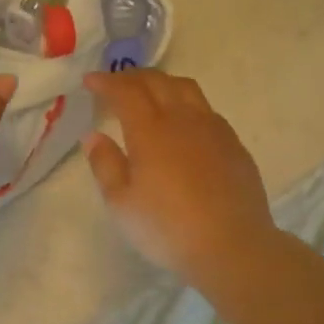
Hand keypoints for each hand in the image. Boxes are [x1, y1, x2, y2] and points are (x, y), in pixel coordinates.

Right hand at [83, 70, 278, 288]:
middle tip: (114, 83)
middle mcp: (182, 119)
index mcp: (150, 130)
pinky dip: (185, 101)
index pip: (125, 91)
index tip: (89, 81)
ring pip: (185, 88)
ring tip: (149, 92)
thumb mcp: (121, 203)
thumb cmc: (167, 228)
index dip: (105, 82)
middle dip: (131, 76)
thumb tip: (94, 136)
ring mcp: (212, 128)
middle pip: (156, 81)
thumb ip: (105, 164)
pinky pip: (206, 108)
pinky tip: (183, 120)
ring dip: (161, 82)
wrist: (232, 247)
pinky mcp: (233, 143)